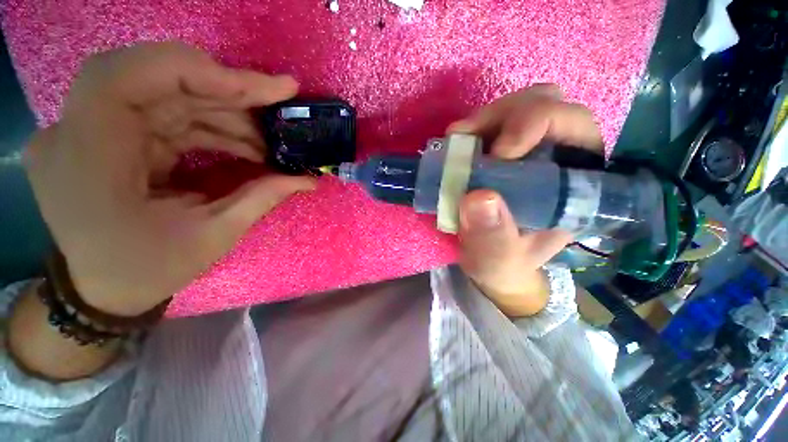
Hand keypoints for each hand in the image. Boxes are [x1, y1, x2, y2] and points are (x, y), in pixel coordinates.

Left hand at [25, 42, 313, 316]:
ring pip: (167, 92)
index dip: (201, 71)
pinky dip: (210, 123)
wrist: (102, 289)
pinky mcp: (109, 134)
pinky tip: (244, 143)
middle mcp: (77, 129)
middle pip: (156, 77)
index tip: (265, 89)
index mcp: (86, 157)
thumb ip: (262, 198)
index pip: (131, 75)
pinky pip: (166, 112)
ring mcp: (89, 128)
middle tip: (279, 105)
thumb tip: (308, 179)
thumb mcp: (212, 236)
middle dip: (226, 90)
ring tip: (269, 138)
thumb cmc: (148, 270)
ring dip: (225, 111)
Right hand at [447, 84, 602, 316]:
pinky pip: (492, 122)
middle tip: (466, 138)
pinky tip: (455, 145)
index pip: (576, 130)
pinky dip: (472, 128)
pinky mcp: (501, 151)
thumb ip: (492, 237)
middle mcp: (557, 158)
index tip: (495, 154)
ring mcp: (527, 150)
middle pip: (549, 104)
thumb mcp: (497, 259)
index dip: (538, 125)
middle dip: (506, 115)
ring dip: (486, 119)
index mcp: (573, 186)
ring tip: (457, 141)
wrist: (490, 260)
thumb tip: (477, 197)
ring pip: (520, 105)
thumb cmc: (502, 262)